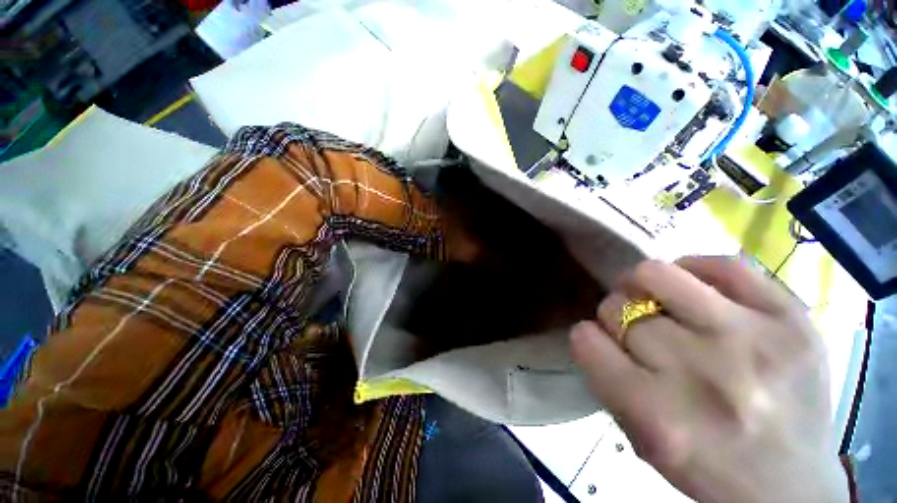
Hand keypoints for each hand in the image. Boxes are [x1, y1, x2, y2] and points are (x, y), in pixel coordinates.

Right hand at [570, 257, 848, 502]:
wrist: (796, 486)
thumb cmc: (709, 469)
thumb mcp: (640, 440)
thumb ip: (607, 380)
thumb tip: (596, 331)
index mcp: (660, 418)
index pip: (586, 341)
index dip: (588, 337)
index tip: (601, 343)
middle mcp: (705, 375)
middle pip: (618, 308)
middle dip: (617, 315)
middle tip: (636, 327)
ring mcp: (754, 339)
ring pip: (656, 274)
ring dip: (642, 285)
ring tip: (658, 299)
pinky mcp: (792, 316)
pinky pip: (720, 265)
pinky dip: (695, 271)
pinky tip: (699, 292)